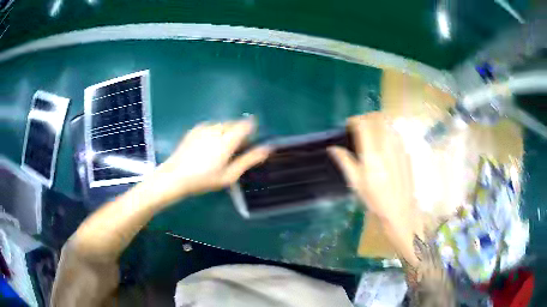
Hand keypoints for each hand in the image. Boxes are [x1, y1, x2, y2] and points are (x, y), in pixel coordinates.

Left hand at [148, 118, 270, 205]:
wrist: (175, 176)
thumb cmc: (204, 179)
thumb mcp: (229, 175)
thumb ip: (249, 160)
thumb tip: (267, 149)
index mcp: (227, 140)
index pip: (246, 124)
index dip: (251, 129)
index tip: (249, 141)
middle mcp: (217, 129)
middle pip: (234, 123)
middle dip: (238, 133)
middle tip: (234, 151)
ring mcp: (204, 128)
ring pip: (222, 124)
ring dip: (226, 132)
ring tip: (219, 150)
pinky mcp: (194, 129)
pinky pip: (210, 126)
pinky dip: (214, 132)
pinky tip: (207, 146)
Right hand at [328, 112, 418, 228]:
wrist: (400, 208)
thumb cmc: (375, 198)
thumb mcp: (356, 183)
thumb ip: (345, 162)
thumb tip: (332, 148)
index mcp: (372, 153)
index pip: (363, 124)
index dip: (354, 120)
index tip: (349, 124)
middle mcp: (386, 145)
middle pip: (377, 117)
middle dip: (366, 117)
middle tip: (360, 125)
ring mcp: (398, 146)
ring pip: (388, 122)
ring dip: (377, 121)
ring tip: (371, 131)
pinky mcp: (405, 150)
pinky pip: (395, 131)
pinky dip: (387, 129)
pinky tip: (384, 142)